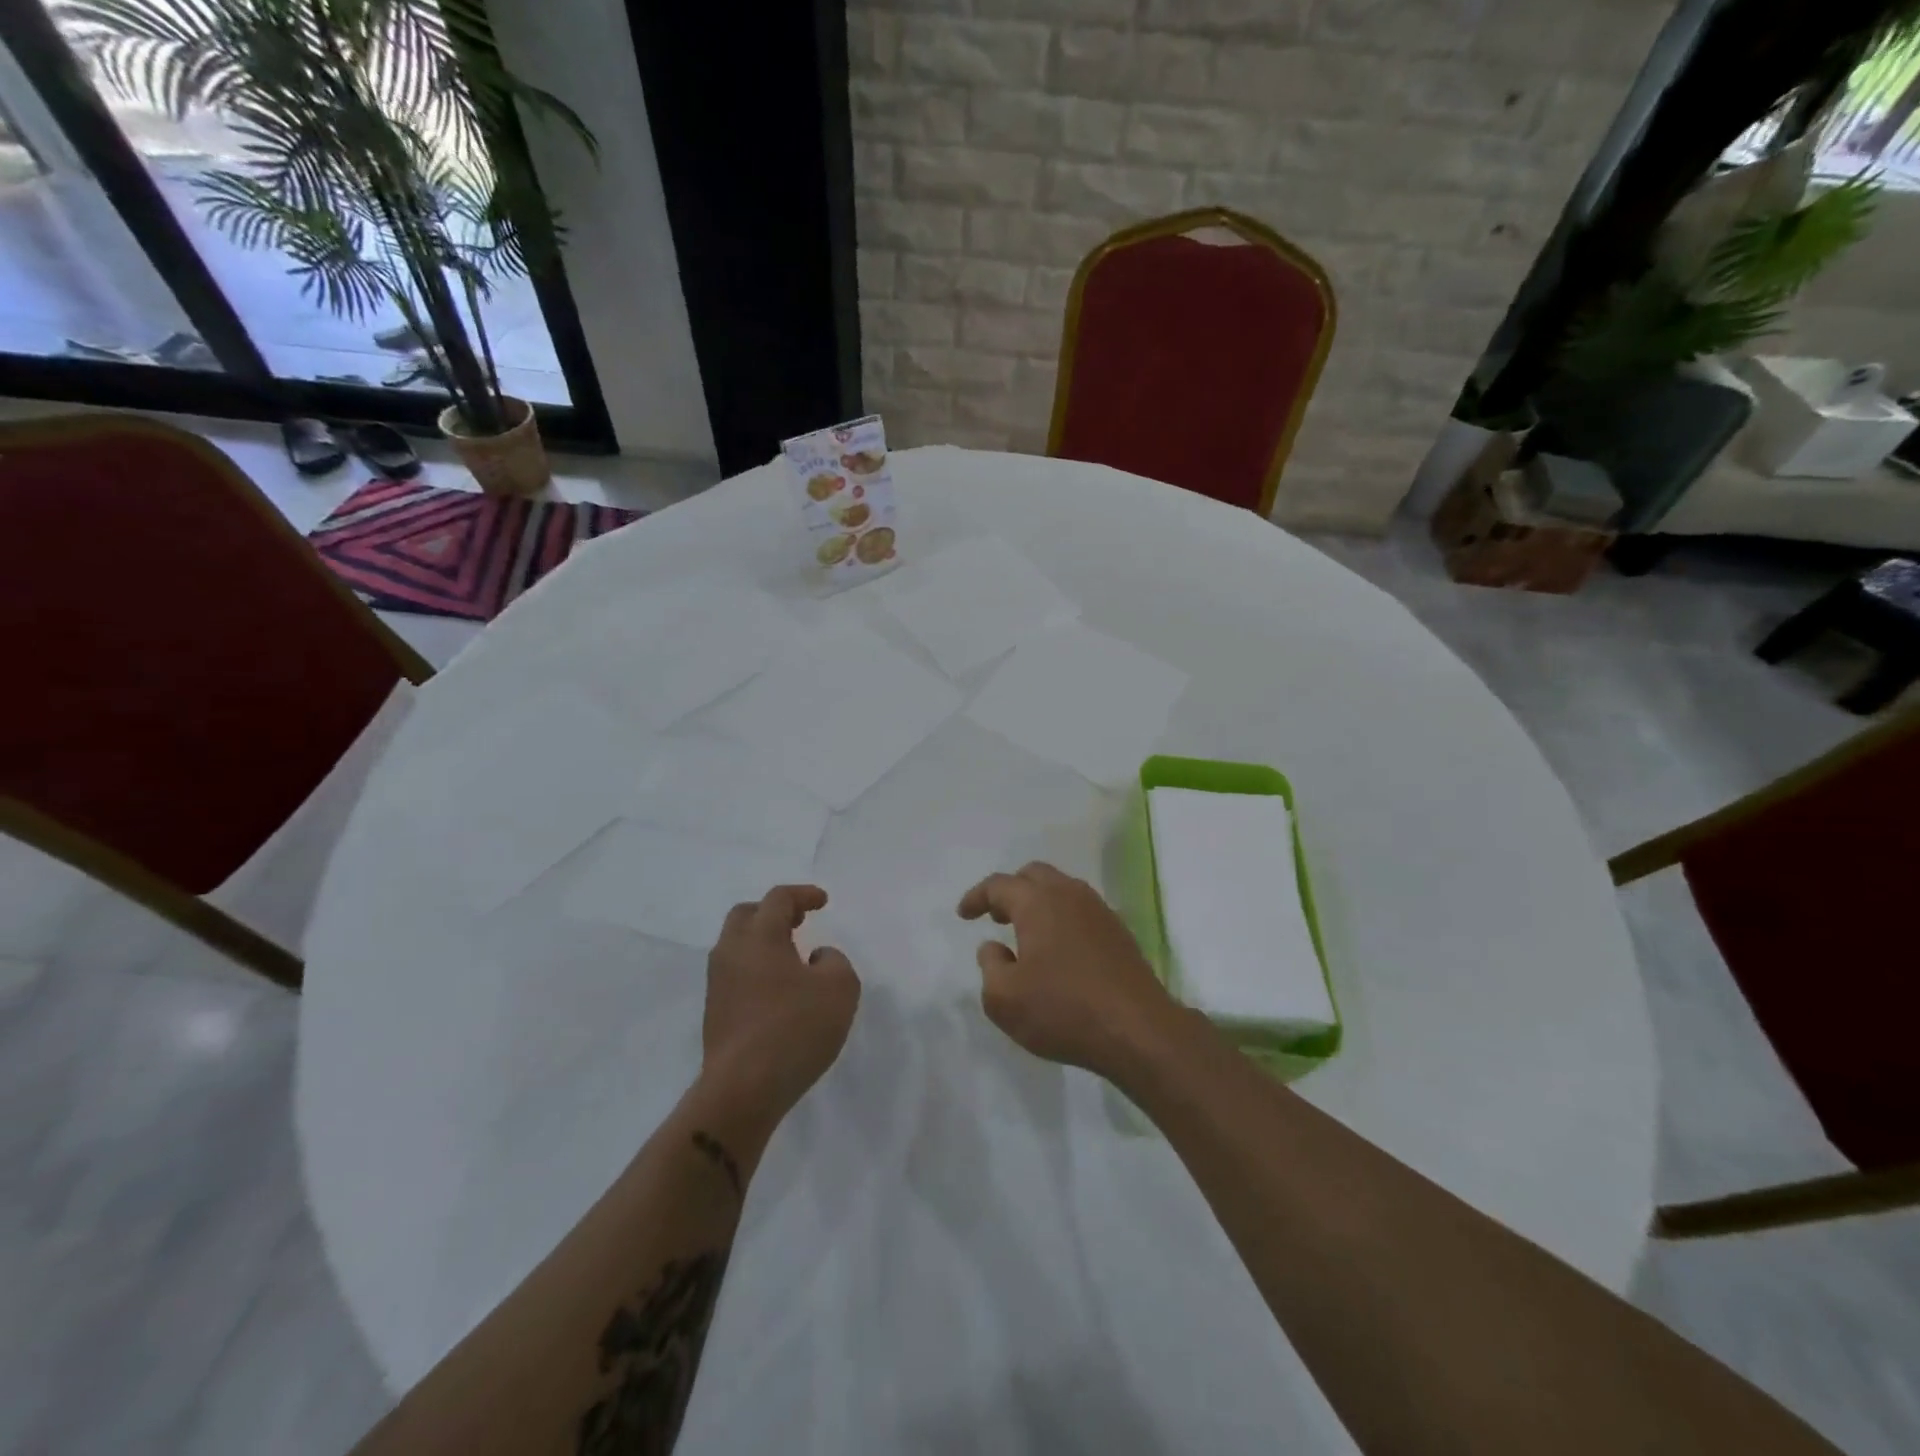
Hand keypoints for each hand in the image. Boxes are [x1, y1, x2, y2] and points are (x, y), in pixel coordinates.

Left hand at [702, 886, 860, 1125]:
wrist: (743, 1089)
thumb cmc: (795, 1029)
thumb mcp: (839, 988)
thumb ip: (834, 961)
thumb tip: (816, 958)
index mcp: (759, 937)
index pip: (778, 899)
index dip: (803, 894)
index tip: (822, 902)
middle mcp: (731, 952)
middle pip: (746, 915)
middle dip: (774, 912)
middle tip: (799, 921)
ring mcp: (718, 984)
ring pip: (736, 946)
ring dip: (763, 941)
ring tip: (791, 956)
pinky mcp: (715, 1013)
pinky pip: (735, 974)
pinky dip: (756, 968)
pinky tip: (778, 989)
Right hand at [958, 862, 1178, 1080]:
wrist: (1138, 1030)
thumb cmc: (1063, 1011)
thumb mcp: (1004, 998)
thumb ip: (990, 966)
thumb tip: (993, 947)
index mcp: (1037, 902)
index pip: (999, 885)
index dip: (977, 897)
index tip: (964, 915)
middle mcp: (1069, 895)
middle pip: (1034, 875)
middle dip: (1010, 891)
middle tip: (996, 917)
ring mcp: (1099, 911)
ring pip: (1061, 889)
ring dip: (1038, 903)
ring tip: (1025, 934)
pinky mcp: (1119, 932)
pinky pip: (1081, 910)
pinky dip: (1061, 918)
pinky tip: (1058, 950)